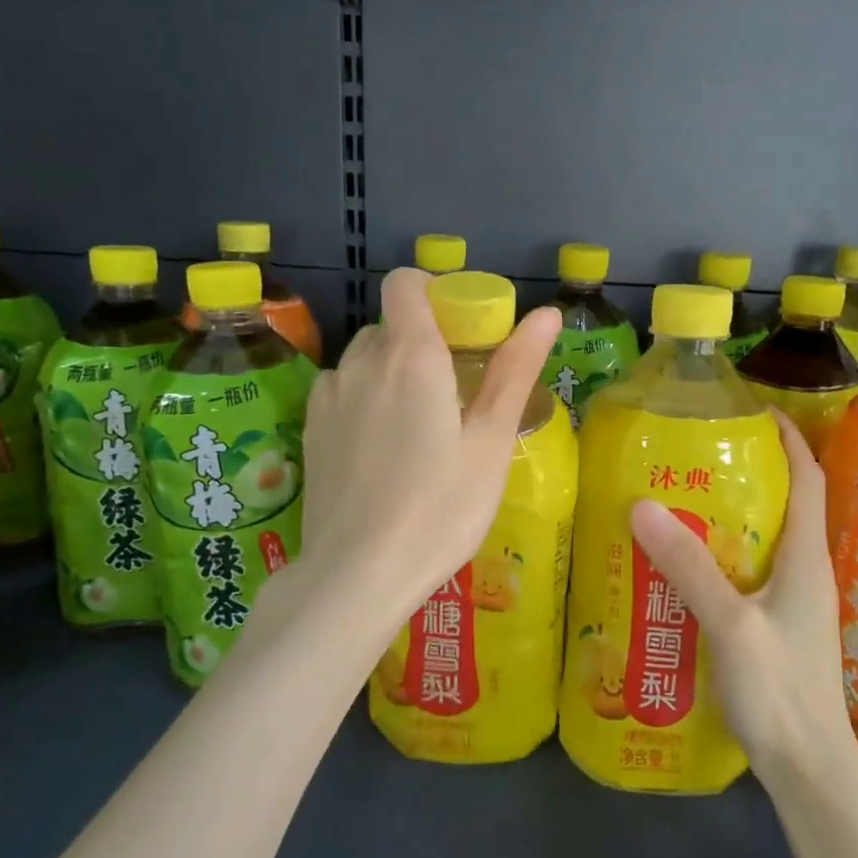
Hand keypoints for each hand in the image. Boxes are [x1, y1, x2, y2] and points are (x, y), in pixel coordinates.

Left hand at [297, 268, 560, 641]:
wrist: (358, 574)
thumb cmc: (440, 508)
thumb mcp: (491, 442)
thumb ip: (515, 371)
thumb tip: (547, 313)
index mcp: (411, 356)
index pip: (405, 283)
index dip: (433, 291)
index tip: (462, 328)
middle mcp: (362, 362)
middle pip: (390, 325)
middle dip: (423, 340)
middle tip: (456, 391)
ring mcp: (329, 396)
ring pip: (364, 359)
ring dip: (392, 371)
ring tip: (419, 426)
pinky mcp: (310, 429)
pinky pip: (341, 390)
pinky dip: (364, 398)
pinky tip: (381, 448)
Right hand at [629, 411, 851, 774]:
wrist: (808, 768)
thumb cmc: (781, 691)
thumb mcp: (731, 623)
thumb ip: (689, 567)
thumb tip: (643, 504)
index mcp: (806, 558)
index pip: (808, 478)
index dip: (788, 438)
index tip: (754, 409)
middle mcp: (804, 571)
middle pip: (784, 504)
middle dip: (748, 472)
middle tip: (694, 454)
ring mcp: (791, 602)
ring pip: (762, 540)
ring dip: (729, 515)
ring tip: (679, 500)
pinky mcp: (775, 626)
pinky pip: (747, 573)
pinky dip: (720, 555)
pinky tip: (681, 565)